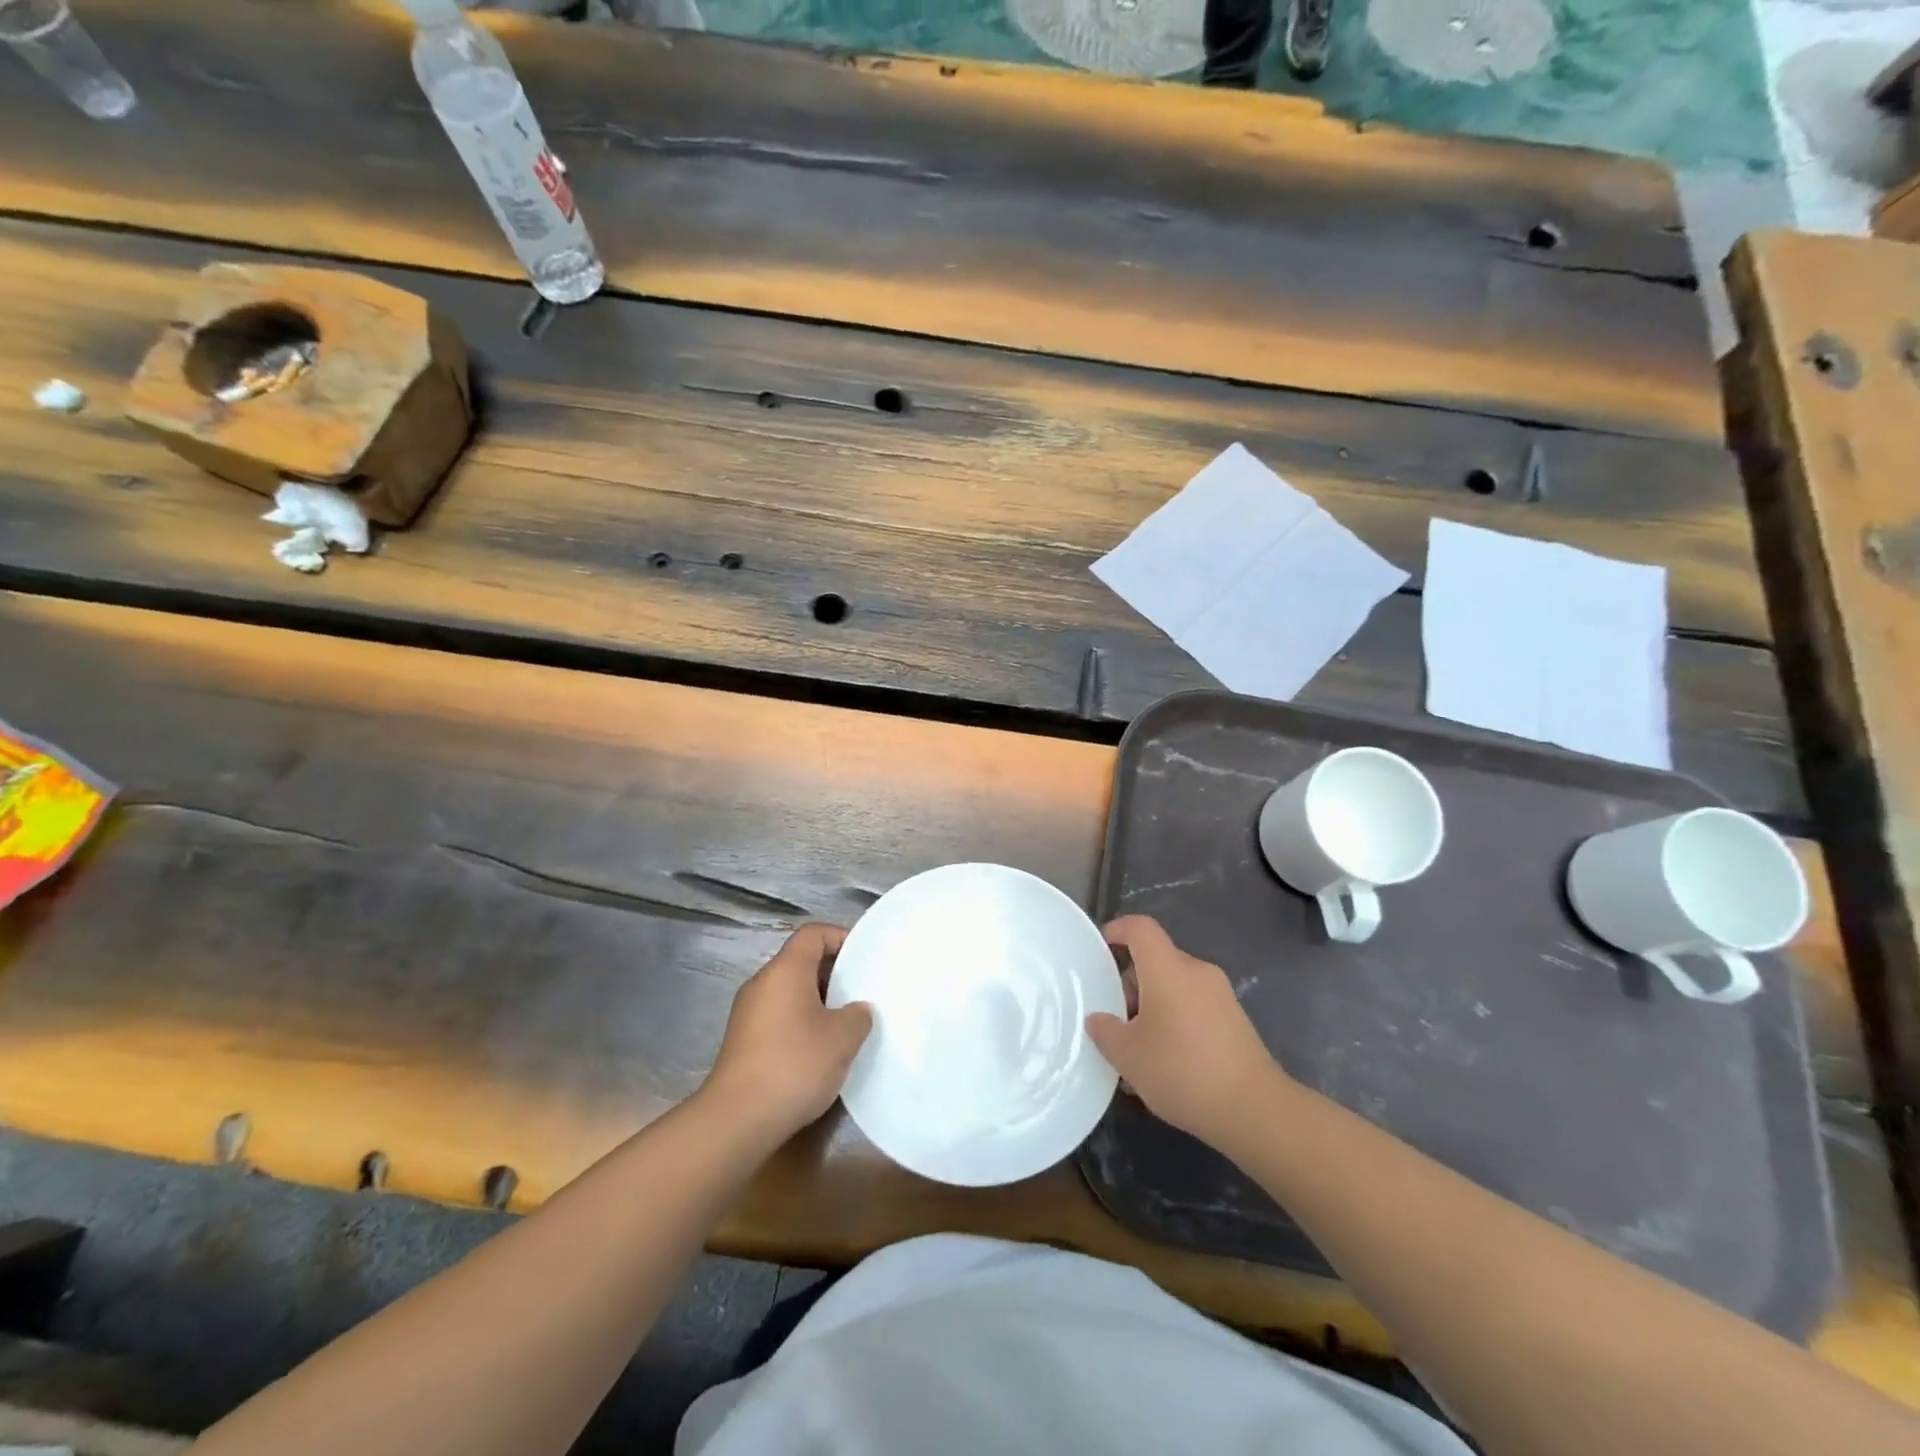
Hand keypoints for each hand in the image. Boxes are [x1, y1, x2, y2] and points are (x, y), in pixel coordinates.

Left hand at [702, 924, 872, 1141]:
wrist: (737, 1119)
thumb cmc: (795, 1064)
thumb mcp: (842, 1038)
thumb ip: (858, 1015)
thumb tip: (857, 1010)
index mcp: (785, 970)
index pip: (812, 933)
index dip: (839, 937)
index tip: (863, 957)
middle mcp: (762, 983)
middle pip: (800, 961)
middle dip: (832, 973)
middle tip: (861, 993)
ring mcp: (748, 1013)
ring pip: (789, 991)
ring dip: (818, 1001)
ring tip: (845, 1024)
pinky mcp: (743, 1041)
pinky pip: (778, 1016)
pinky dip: (801, 1022)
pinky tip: (819, 1050)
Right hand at [1086, 915, 1285, 1149]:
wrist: (1254, 1110)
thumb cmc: (1182, 1071)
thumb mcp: (1128, 1056)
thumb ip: (1105, 1031)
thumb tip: (1098, 1019)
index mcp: (1168, 969)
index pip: (1140, 928)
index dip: (1117, 930)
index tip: (1101, 950)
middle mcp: (1196, 971)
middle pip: (1157, 958)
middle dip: (1131, 981)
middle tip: (1116, 1016)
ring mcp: (1220, 994)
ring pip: (1175, 983)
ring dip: (1153, 1003)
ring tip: (1139, 1045)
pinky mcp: (1234, 1018)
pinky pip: (1194, 1003)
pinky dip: (1175, 1017)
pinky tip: (1168, 1058)